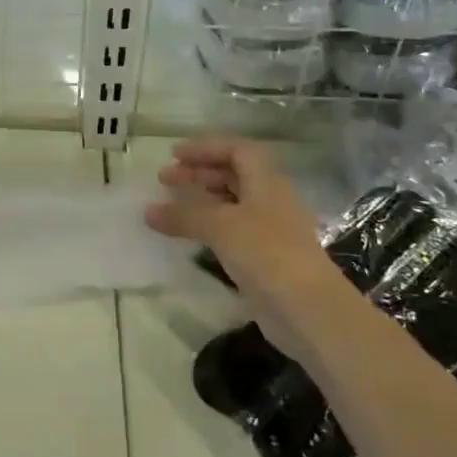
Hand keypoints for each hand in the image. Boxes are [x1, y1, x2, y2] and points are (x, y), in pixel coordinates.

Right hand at [144, 137, 340, 318]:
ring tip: (173, 207)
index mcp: (266, 181)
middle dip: (199, 173)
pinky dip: (210, 226)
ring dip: (203, 200)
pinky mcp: (267, 257)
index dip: (205, 148)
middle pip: (234, 174)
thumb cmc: (266, 252)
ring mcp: (271, 229)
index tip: (174, 155)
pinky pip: (233, 230)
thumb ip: (183, 215)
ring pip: (233, 203)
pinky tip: (192, 236)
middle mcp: (271, 199)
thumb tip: (148, 211)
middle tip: (166, 180)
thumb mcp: (219, 226)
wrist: (307, 308)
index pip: (236, 150)